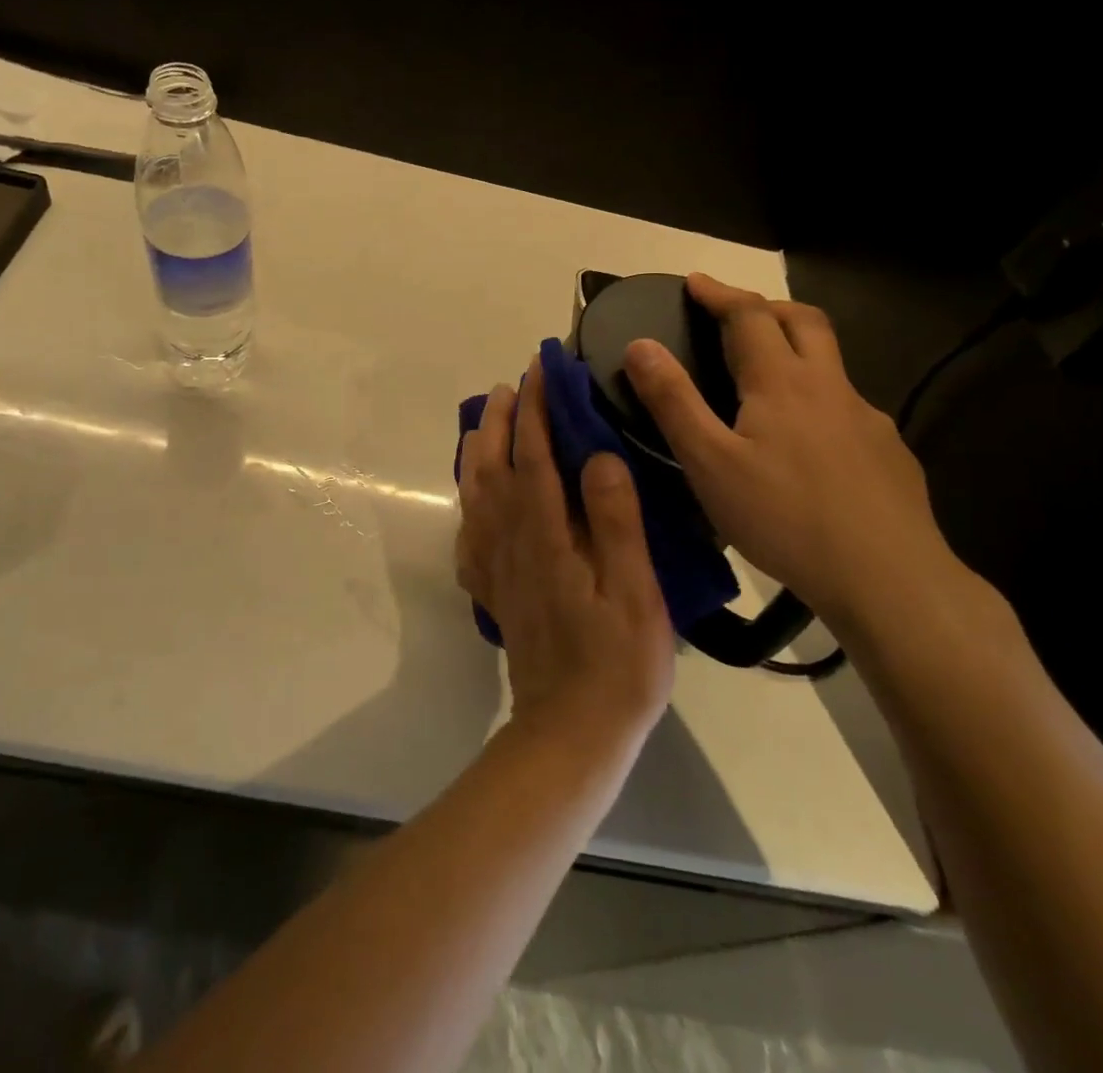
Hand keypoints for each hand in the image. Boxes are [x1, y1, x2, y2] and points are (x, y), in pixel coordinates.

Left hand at [456, 356, 675, 744]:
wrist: (570, 733)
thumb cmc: (617, 664)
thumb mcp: (634, 593)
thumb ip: (615, 521)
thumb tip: (597, 455)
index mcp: (546, 535)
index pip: (534, 455)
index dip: (536, 409)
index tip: (541, 369)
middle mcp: (510, 541)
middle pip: (494, 467)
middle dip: (500, 420)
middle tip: (511, 385)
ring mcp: (495, 567)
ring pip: (475, 494)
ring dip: (478, 451)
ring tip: (484, 422)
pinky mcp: (492, 590)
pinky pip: (469, 532)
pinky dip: (468, 501)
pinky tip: (476, 496)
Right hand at [622, 273, 962, 632]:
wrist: (889, 578)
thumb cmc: (785, 517)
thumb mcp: (709, 463)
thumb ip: (673, 401)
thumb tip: (640, 345)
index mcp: (782, 382)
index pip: (749, 315)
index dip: (719, 293)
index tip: (694, 282)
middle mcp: (830, 386)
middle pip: (803, 321)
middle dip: (765, 306)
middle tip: (733, 315)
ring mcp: (868, 419)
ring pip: (830, 364)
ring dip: (795, 350)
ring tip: (765, 382)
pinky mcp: (890, 453)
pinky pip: (847, 408)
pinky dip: (818, 402)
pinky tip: (807, 446)